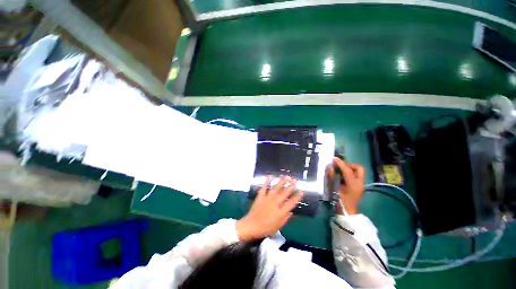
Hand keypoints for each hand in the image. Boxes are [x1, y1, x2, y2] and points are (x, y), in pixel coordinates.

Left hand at [236, 176, 303, 241]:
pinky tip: (271, 176)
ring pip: (276, 188)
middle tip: (295, 181)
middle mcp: (275, 203)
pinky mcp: (260, 196)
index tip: (301, 191)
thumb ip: (286, 218)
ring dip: (282, 182)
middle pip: (285, 193)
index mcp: (280, 211)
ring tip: (287, 176)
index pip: (291, 203)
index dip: (297, 197)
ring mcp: (267, 198)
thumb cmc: (266, 228)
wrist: (251, 226)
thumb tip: (291, 212)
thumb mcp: (278, 226)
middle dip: (291, 186)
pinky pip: (264, 187)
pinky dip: (267, 181)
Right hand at [327, 158, 364, 214]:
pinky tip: (341, 175)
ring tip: (339, 169)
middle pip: (359, 168)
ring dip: (349, 168)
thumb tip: (330, 167)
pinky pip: (356, 175)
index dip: (340, 163)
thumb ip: (331, 177)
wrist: (347, 212)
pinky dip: (349, 172)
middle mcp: (360, 183)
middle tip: (340, 165)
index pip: (347, 170)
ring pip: (358, 171)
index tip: (334, 158)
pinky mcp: (359, 186)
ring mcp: (361, 185)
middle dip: (349, 164)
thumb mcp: (333, 189)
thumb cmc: (339, 202)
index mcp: (353, 185)